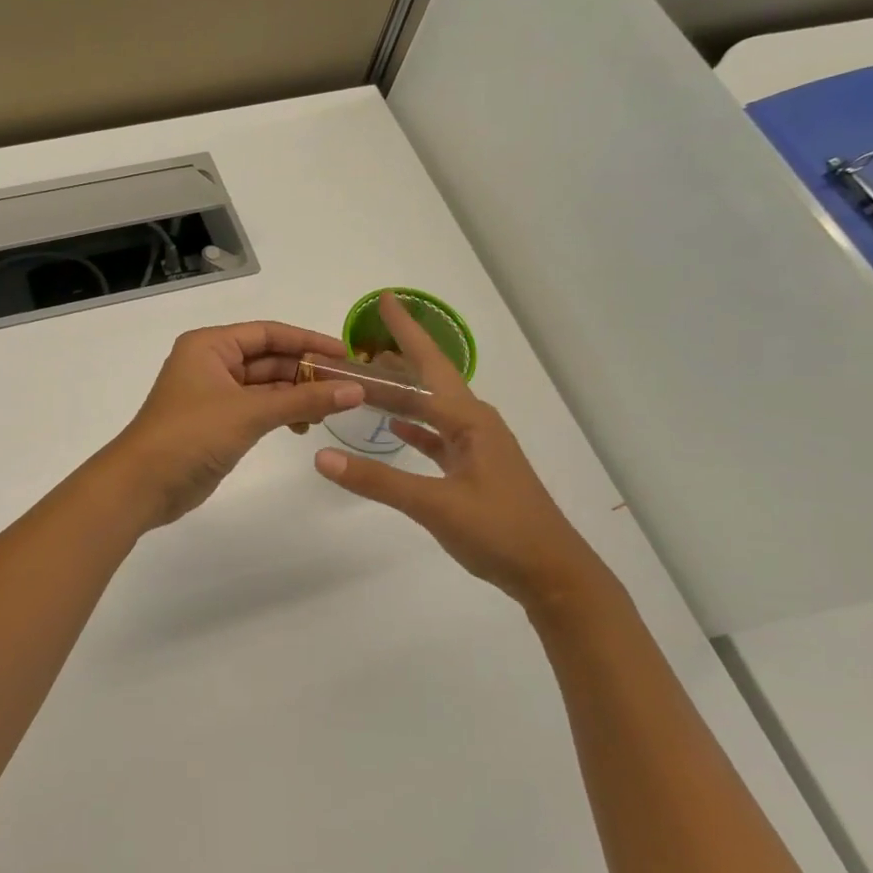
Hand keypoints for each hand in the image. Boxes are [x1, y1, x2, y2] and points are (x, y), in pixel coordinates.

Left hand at [106, 321, 364, 529]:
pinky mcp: (217, 423)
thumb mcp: (250, 412)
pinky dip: (281, 414)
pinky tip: (304, 426)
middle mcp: (211, 363)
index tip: (347, 354)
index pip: (269, 333)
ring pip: (265, 386)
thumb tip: (356, 389)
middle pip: (269, 359)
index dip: (309, 341)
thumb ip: (304, 399)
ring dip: (296, 395)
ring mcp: (213, 395)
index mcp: (210, 345)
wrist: (143, 484)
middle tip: (349, 386)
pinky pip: (257, 409)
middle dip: (306, 371)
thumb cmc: (191, 434)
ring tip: (332, 409)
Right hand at [312, 293, 613, 611]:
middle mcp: (474, 424)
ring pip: (432, 407)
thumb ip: (377, 480)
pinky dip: (414, 427)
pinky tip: (395, 427)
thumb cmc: (499, 531)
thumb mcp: (435, 505)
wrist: (552, 573)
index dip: (406, 332)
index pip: (427, 366)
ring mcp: (476, 448)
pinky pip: (437, 436)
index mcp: (469, 421)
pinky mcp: (474, 470)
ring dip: (403, 391)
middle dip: (402, 354)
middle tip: (366, 336)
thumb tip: (321, 457)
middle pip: (430, 379)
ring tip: (370, 375)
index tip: (385, 298)